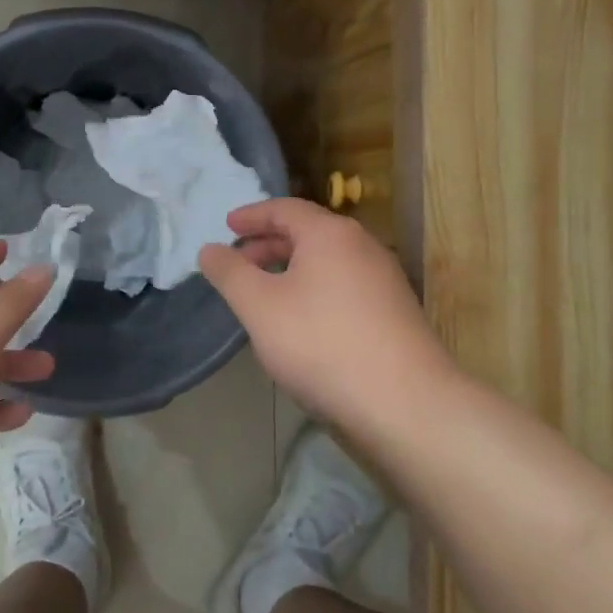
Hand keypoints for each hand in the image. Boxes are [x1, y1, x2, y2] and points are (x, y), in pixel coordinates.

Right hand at [199, 198, 454, 445]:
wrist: (404, 403)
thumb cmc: (321, 343)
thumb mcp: (259, 306)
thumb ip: (229, 273)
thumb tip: (209, 249)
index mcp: (330, 234)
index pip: (285, 209)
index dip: (252, 215)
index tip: (227, 226)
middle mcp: (362, 247)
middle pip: (308, 233)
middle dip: (269, 243)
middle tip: (239, 262)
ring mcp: (384, 280)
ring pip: (327, 262)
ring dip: (291, 269)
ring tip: (264, 293)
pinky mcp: (394, 313)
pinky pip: (343, 286)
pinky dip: (313, 289)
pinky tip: (301, 321)